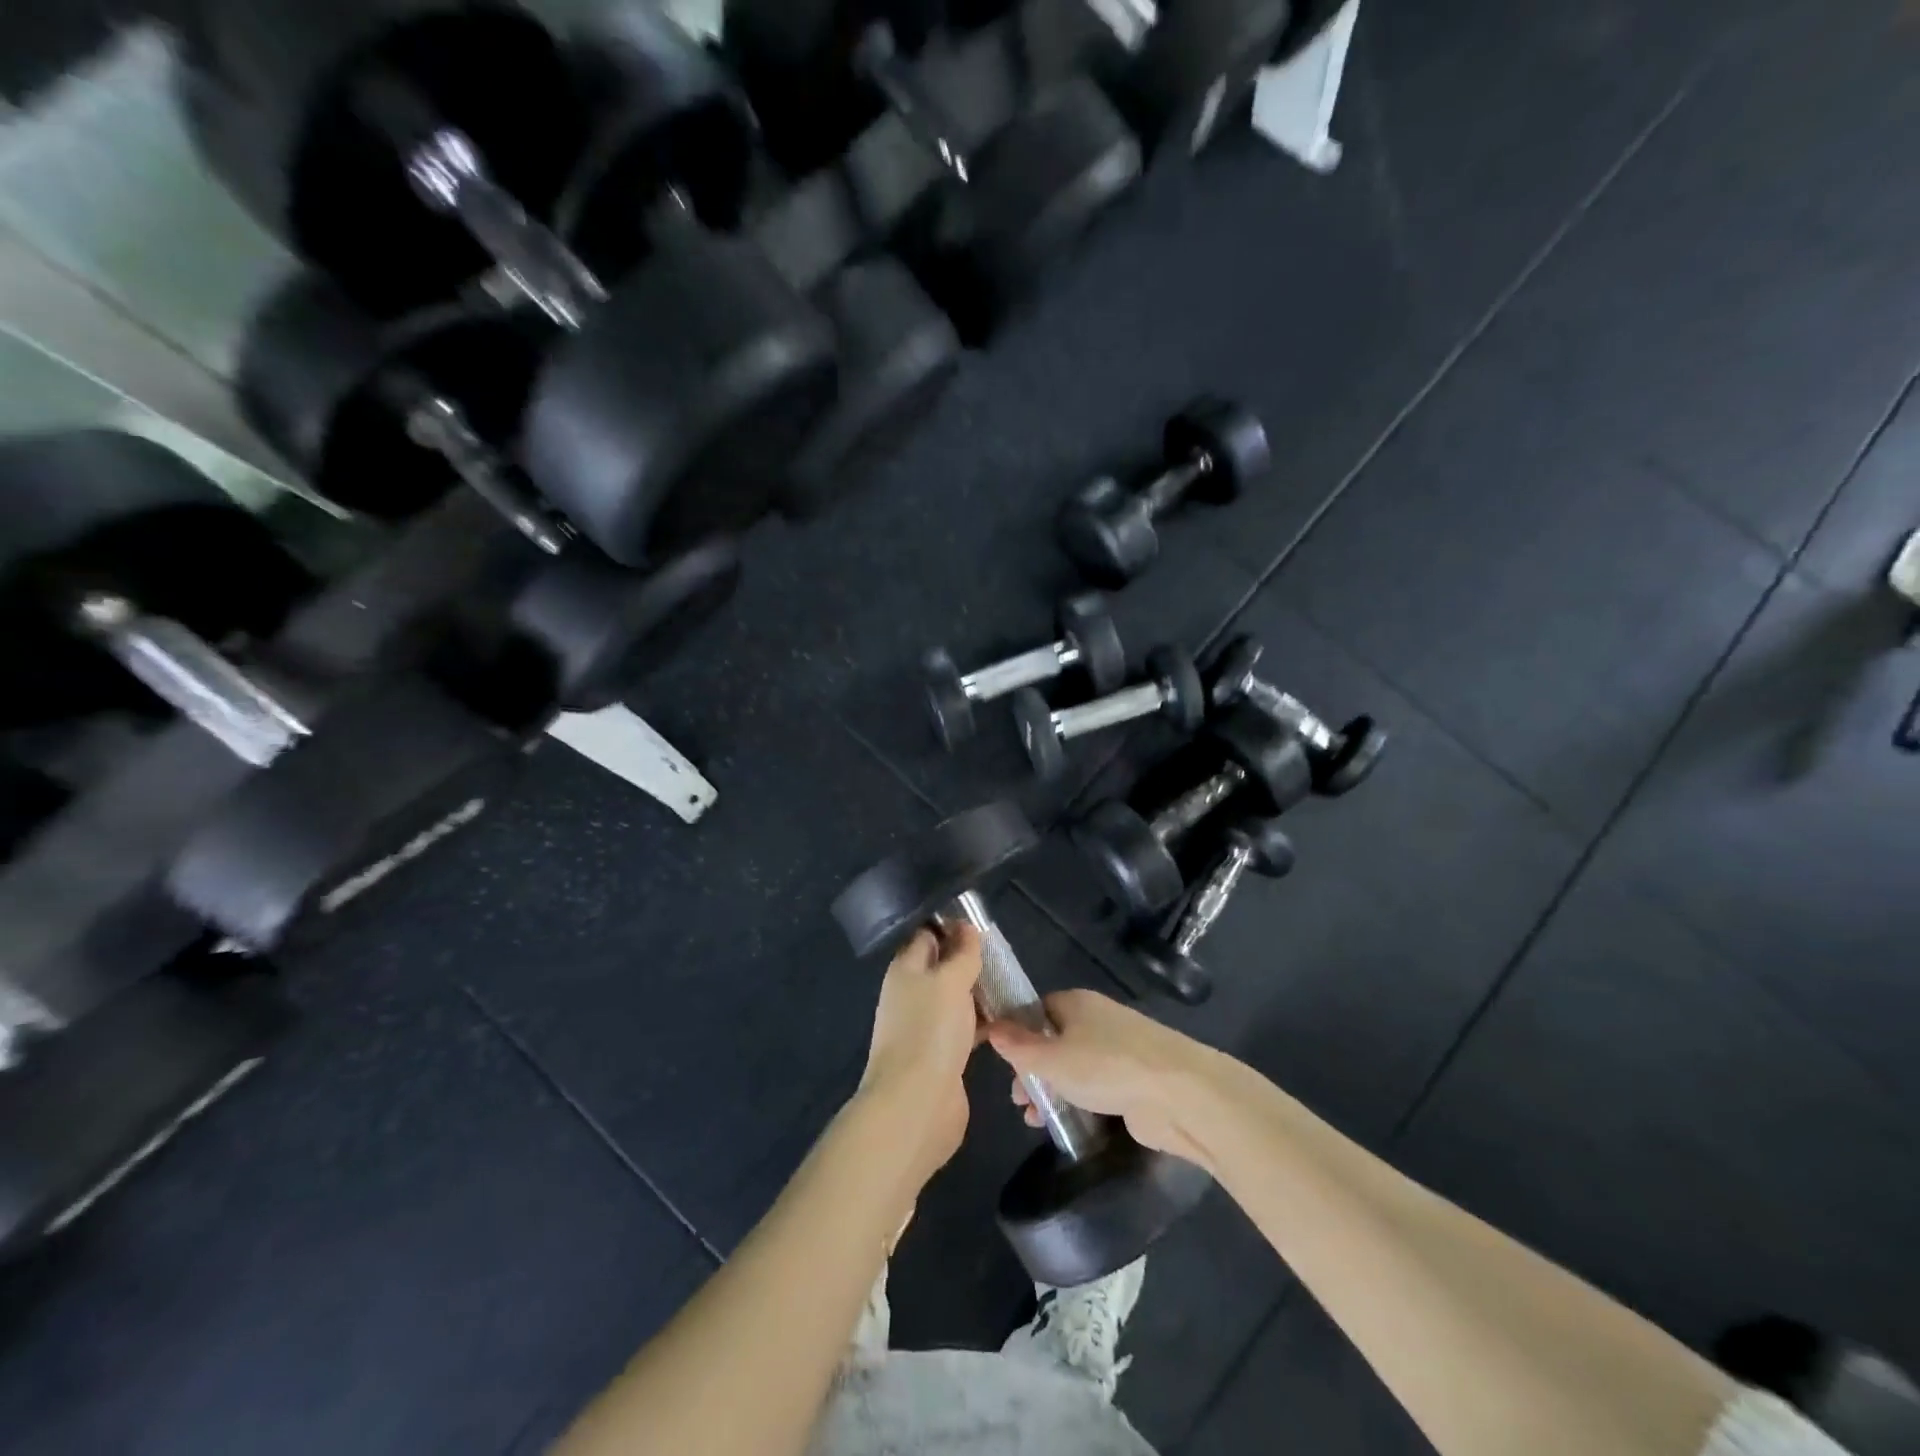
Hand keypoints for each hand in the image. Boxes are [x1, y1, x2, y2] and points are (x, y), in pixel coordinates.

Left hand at [856, 924, 984, 1188]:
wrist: (916, 1105)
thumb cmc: (930, 1031)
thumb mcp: (949, 981)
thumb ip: (961, 953)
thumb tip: (967, 928)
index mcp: (906, 970)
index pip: (927, 935)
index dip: (952, 926)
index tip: (983, 924)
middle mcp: (912, 995)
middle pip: (942, 967)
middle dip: (971, 961)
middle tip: (1005, 955)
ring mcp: (926, 1027)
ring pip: (956, 999)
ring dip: (981, 992)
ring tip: (1013, 984)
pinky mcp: (943, 1055)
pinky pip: (965, 1028)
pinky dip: (984, 1022)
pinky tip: (1010, 1021)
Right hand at [985, 990, 1223, 1166]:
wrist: (1179, 1094)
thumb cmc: (1107, 1067)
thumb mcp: (1052, 1058)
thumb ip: (1019, 1047)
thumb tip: (991, 1027)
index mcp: (1076, 1003)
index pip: (1037, 1009)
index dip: (1017, 1031)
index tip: (1001, 1060)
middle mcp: (1097, 1020)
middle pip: (1054, 1040)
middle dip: (1032, 1068)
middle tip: (1017, 1097)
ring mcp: (1118, 1050)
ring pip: (1074, 1066)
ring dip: (1052, 1090)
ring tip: (1034, 1119)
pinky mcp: (1134, 1080)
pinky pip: (1095, 1086)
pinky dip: (1078, 1102)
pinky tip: (1064, 1126)